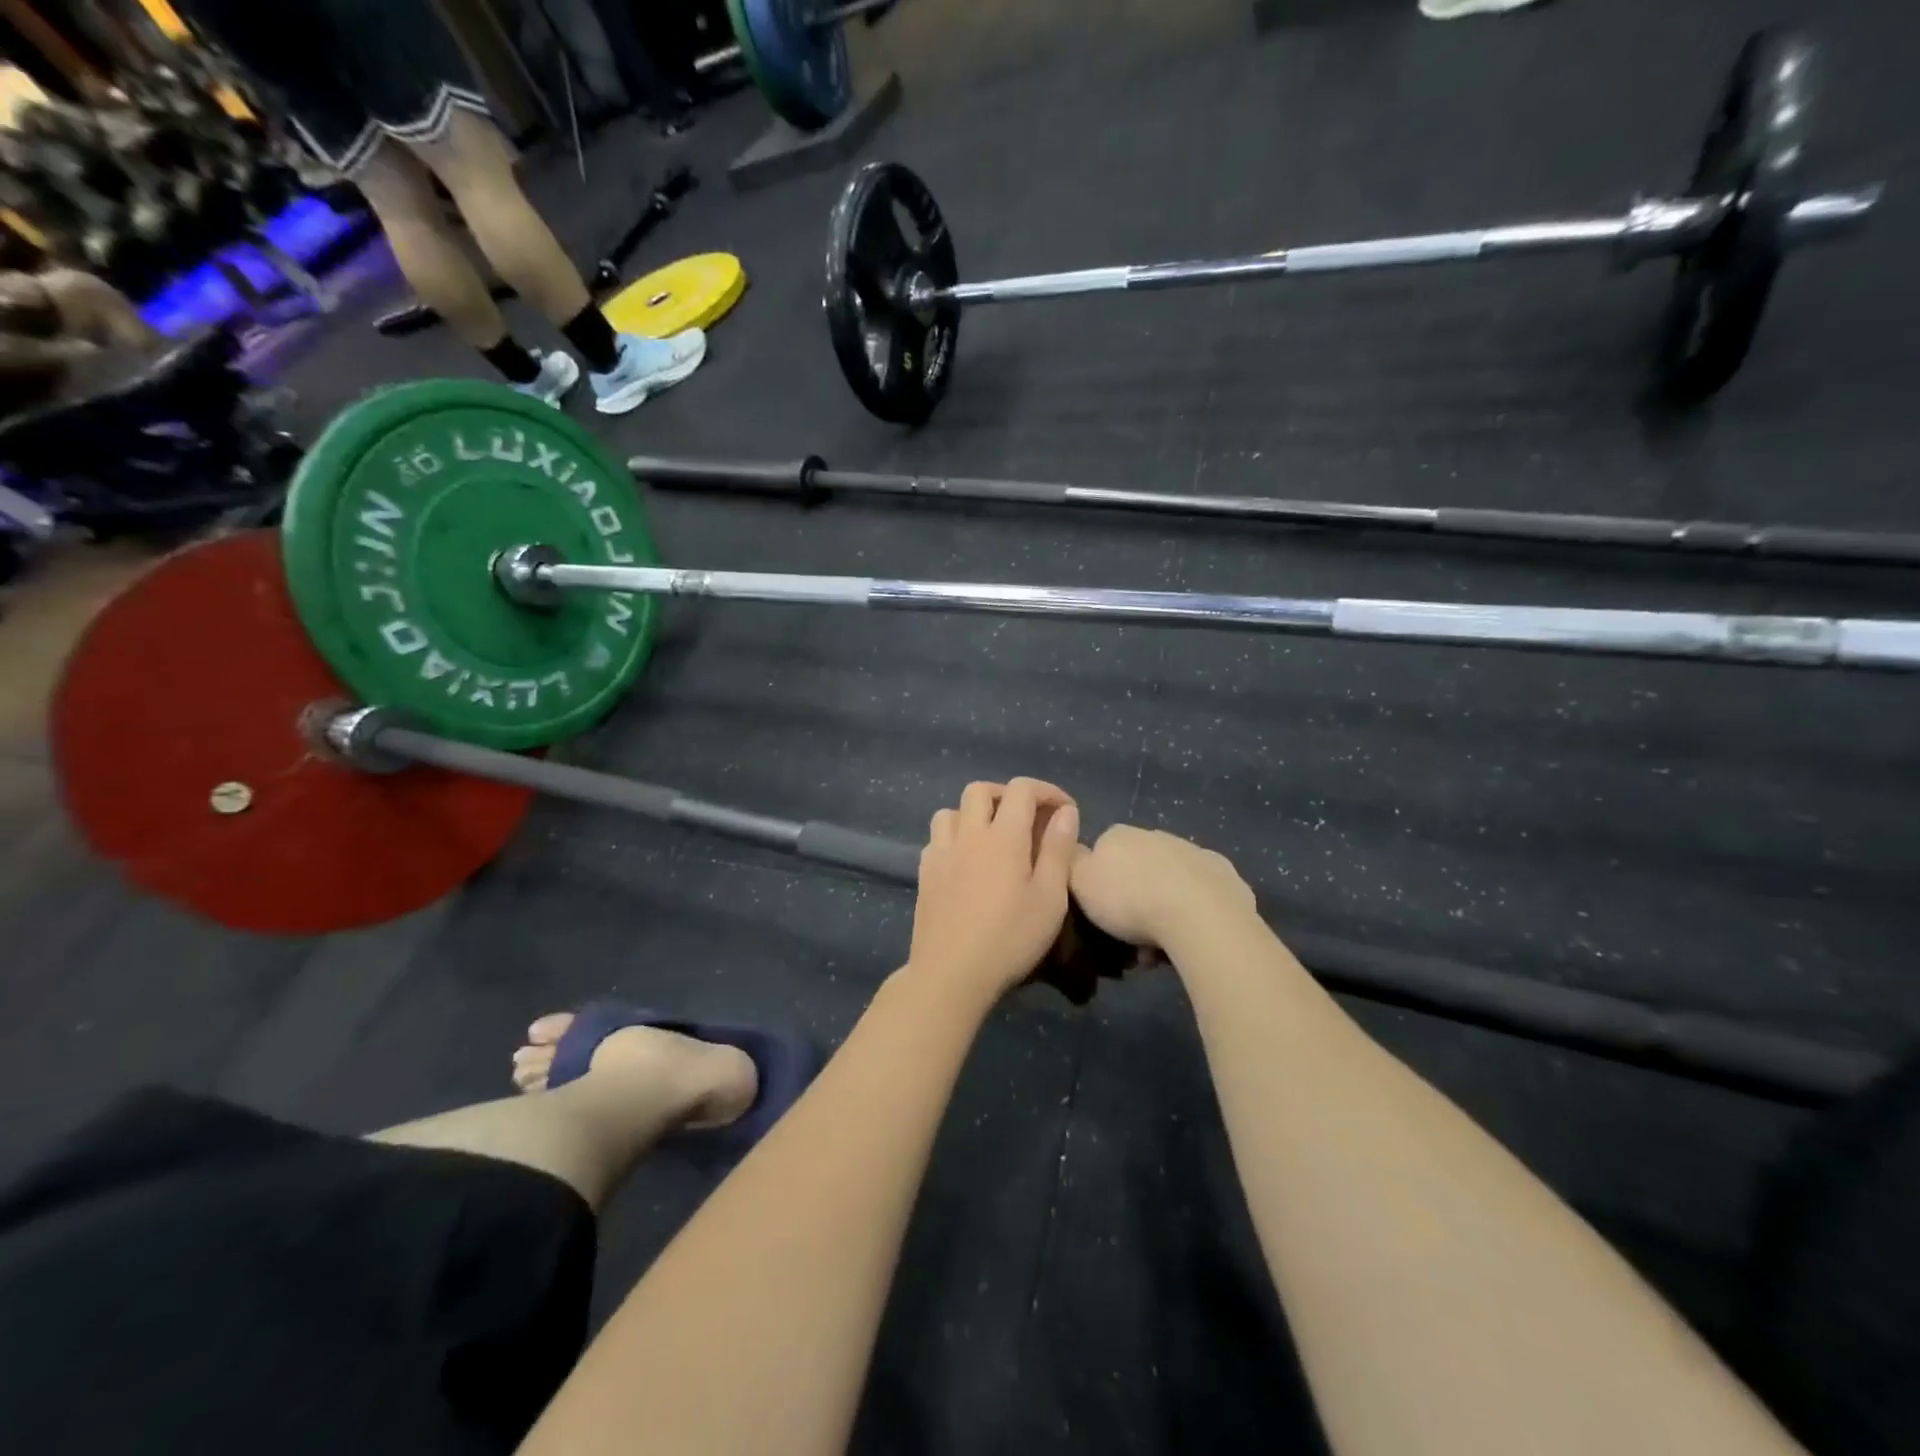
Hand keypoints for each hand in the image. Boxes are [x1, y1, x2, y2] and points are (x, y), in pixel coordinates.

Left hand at [909, 779, 1080, 1001]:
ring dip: (975, 813)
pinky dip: (955, 837)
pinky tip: (966, 862)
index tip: (1065, 811)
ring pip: (952, 810)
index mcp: (1003, 837)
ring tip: (993, 837)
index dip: (1046, 791)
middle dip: (1007, 794)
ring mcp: (941, 853)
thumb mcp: (1049, 898)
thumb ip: (1058, 850)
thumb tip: (1065, 812)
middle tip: (1027, 818)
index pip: (1022, 789)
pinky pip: (937, 838)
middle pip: (980, 790)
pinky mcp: (925, 874)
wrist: (950, 974)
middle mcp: (968, 835)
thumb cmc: (1009, 939)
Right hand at [1069, 825, 1254, 949]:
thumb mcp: (1079, 883)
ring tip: (1159, 948)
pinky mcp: (1228, 877)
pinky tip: (1190, 938)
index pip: (1102, 851)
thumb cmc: (1129, 900)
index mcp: (1121, 835)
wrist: (1197, 916)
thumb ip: (1070, 864)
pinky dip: (1195, 914)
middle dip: (1135, 896)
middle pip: (1139, 868)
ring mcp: (1197, 853)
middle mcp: (1159, 836)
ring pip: (1172, 883)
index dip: (1100, 882)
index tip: (1100, 912)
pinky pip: (1204, 897)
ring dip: (1164, 908)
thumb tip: (1073, 852)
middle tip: (1129, 934)